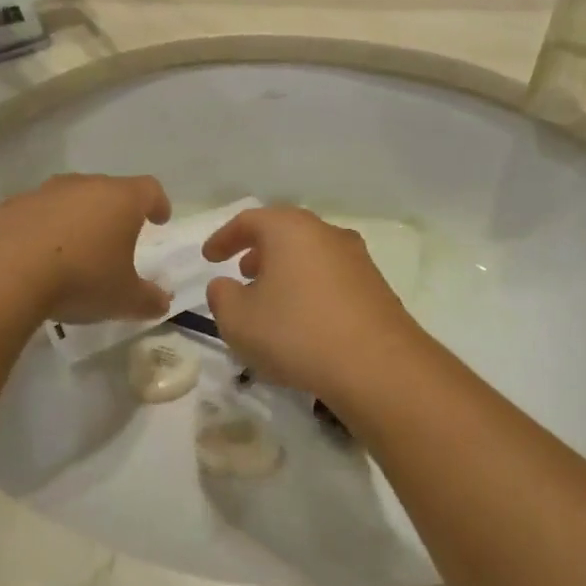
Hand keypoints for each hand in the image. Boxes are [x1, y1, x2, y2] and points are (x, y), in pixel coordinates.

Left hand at [0, 174, 172, 324]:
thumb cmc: (80, 279)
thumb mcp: (123, 299)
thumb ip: (148, 299)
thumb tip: (162, 302)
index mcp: (120, 199)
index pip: (149, 190)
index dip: (158, 203)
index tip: (160, 219)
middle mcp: (83, 186)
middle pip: (107, 190)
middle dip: (115, 211)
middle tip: (118, 237)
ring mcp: (42, 193)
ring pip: (69, 200)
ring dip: (76, 219)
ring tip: (75, 250)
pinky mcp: (7, 208)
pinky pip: (35, 215)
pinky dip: (42, 231)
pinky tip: (37, 260)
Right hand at [202, 206, 423, 399]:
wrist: (377, 364)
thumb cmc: (296, 333)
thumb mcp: (238, 320)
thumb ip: (221, 297)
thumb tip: (225, 285)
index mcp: (290, 229)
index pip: (249, 221)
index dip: (224, 238)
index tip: (208, 258)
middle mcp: (326, 233)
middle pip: (285, 232)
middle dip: (259, 250)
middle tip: (242, 273)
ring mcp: (356, 258)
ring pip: (311, 254)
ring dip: (287, 270)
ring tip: (272, 300)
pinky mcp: (375, 286)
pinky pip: (331, 277)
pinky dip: (310, 287)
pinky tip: (304, 319)